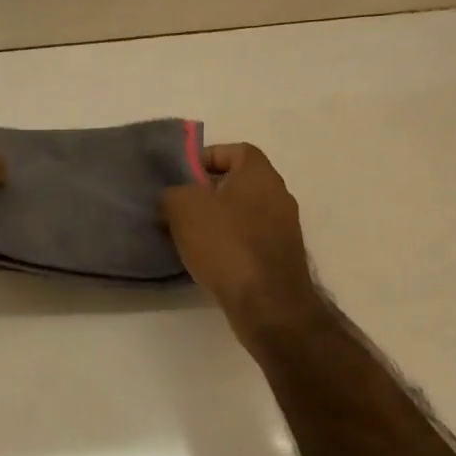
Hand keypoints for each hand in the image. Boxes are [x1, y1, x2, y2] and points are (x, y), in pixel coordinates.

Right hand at [161, 143, 318, 331]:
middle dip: (206, 193)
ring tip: (187, 236)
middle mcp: (278, 196)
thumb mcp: (183, 208)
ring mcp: (284, 229)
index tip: (183, 177)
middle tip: (178, 207)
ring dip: (216, 221)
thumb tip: (171, 200)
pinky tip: (207, 260)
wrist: (268, 305)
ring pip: (242, 213)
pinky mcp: (281, 258)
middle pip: (238, 183)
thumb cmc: (226, 245)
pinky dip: (228, 244)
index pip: (236, 150)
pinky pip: (249, 240)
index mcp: (260, 175)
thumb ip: (172, 194)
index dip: (207, 157)